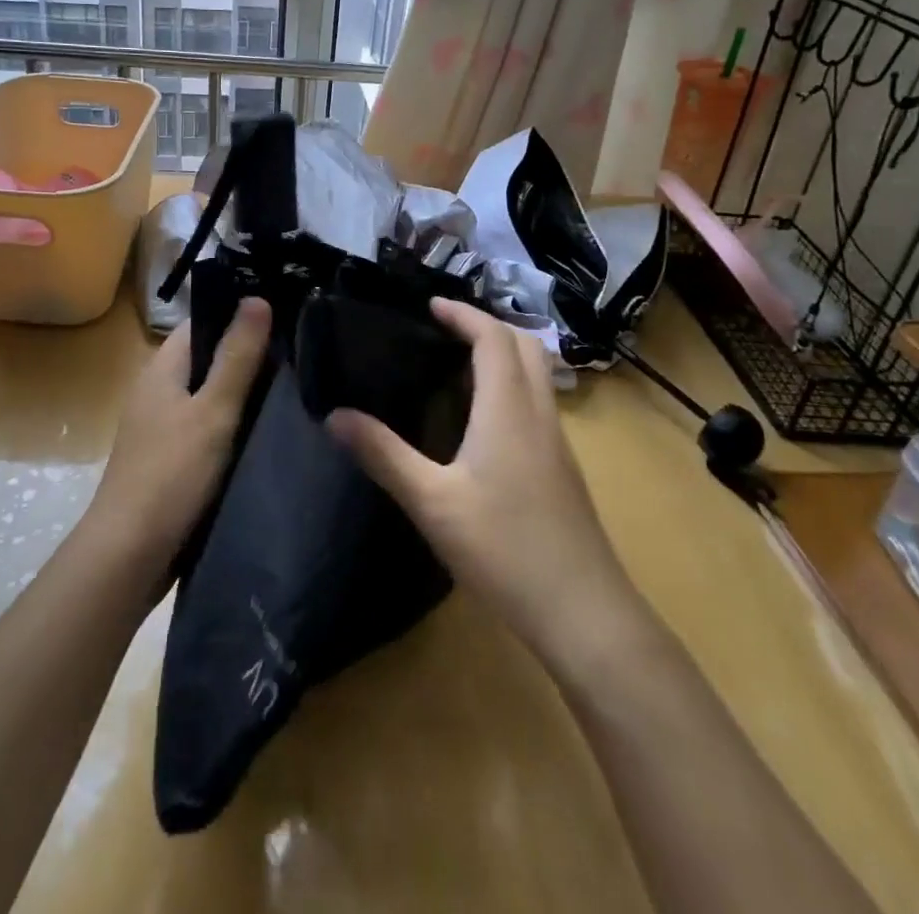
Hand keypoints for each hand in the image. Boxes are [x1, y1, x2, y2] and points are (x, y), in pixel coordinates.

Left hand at [86, 299, 270, 583]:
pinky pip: (209, 425)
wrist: (129, 556)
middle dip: (249, 352)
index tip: (285, 311)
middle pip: (208, 356)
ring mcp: (163, 426)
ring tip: (296, 384)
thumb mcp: (213, 410)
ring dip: (244, 390)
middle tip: (302, 350)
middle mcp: (159, 390)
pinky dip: (235, 422)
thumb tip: (257, 297)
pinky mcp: (173, 458)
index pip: (202, 321)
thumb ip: (237, 356)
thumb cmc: (171, 474)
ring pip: (210, 393)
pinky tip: (267, 428)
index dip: (238, 312)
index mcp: (162, 368)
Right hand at [327, 298, 638, 668]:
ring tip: (458, 365)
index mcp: (508, 408)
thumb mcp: (431, 501)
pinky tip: (483, 419)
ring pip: (537, 374)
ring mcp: (557, 442)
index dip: (463, 314)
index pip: (492, 337)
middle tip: (445, 330)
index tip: (430, 305)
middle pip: (524, 345)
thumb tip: (334, 415)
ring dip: (503, 353)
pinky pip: (538, 402)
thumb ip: (383, 454)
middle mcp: (539, 413)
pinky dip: (512, 384)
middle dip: (487, 325)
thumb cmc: (504, 548)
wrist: (584, 613)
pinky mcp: (562, 468)